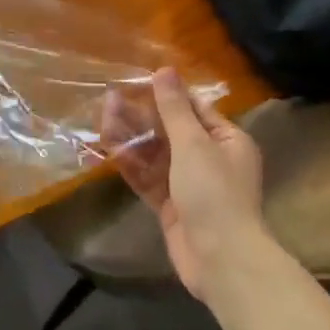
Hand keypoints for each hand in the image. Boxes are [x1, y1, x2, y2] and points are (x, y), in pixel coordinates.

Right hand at [102, 68, 265, 299]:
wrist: (221, 260)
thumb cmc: (214, 192)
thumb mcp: (193, 143)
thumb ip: (174, 108)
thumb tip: (164, 69)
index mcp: (227, 141)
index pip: (194, 109)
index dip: (165, 95)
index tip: (134, 82)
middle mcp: (210, 159)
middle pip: (170, 131)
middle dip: (141, 116)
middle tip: (109, 100)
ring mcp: (189, 184)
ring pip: (155, 154)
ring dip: (131, 138)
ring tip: (102, 119)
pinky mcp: (171, 206)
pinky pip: (148, 178)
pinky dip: (130, 164)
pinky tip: (108, 149)